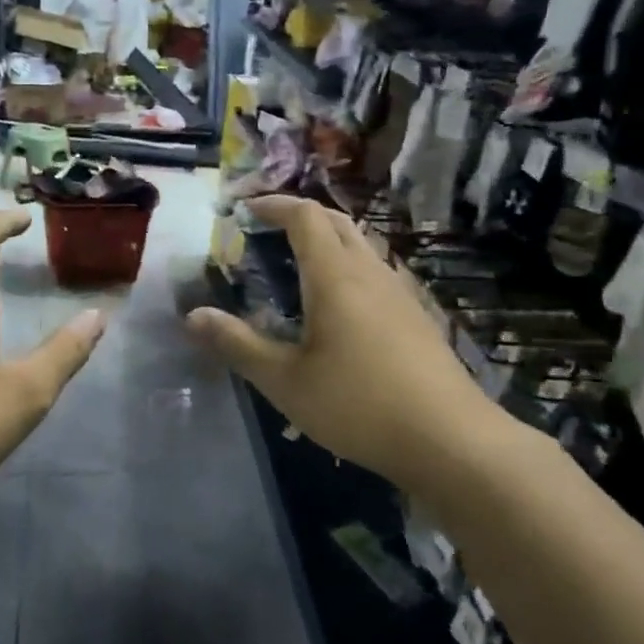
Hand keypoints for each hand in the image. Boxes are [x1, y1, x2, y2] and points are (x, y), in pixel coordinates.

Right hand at [186, 196, 497, 488]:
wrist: (450, 440)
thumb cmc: (358, 405)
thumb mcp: (286, 381)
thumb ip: (238, 344)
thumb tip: (192, 316)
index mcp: (336, 276)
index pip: (305, 216)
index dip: (274, 204)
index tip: (245, 209)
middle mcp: (370, 272)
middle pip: (337, 221)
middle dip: (300, 215)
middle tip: (268, 229)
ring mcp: (400, 293)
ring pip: (361, 245)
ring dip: (328, 239)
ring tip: (298, 263)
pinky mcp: (417, 317)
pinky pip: (376, 271)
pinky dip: (348, 266)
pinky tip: (340, 306)